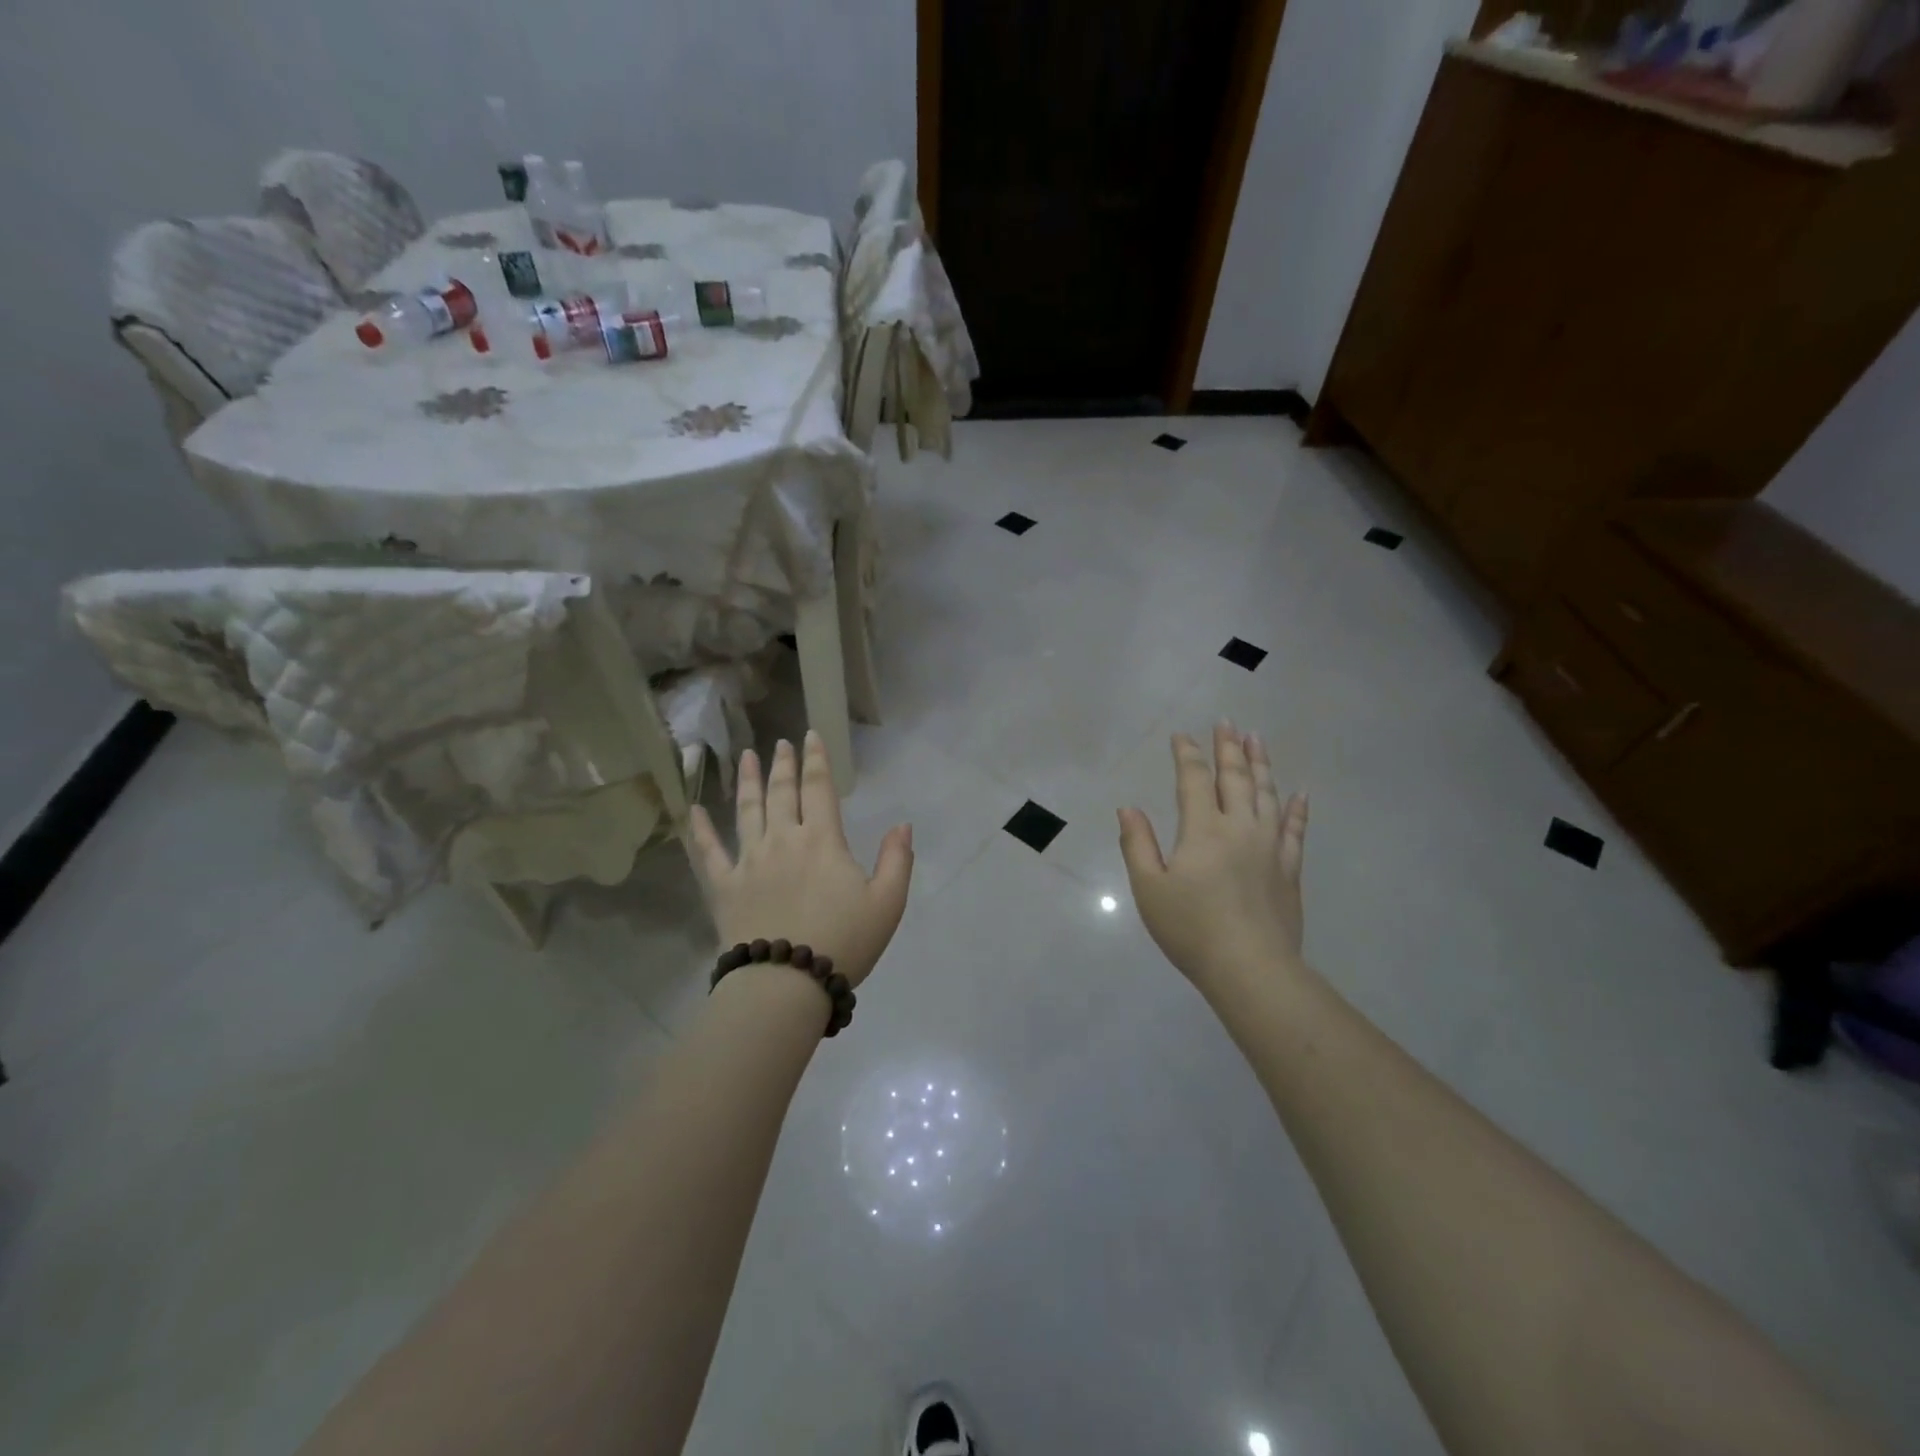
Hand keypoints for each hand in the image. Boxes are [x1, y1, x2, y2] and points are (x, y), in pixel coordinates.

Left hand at [688, 731, 913, 987]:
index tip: (811, 736)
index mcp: (822, 840)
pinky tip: (693, 810)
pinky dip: (700, 830)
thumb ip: (897, 860)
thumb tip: (902, 824)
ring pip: (747, 811)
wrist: (786, 983)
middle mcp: (783, 840)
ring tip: (745, 757)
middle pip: (782, 793)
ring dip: (746, 781)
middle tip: (780, 742)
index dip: (817, 760)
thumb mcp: (887, 903)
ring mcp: (749, 861)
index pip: (819, 789)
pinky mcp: (724, 887)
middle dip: (783, 765)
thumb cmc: (843, 942)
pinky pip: (708, 852)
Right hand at [1118, 723, 1308, 992]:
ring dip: (1262, 764)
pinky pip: (1296, 829)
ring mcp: (1270, 847)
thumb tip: (1128, 808)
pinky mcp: (1289, 869)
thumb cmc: (1191, 929)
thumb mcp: (1149, 888)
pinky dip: (1298, 809)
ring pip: (1268, 794)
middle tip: (1227, 722)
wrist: (1250, 969)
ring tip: (1258, 739)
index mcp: (1203, 830)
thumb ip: (1137, 844)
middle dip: (1229, 748)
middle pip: (1236, 778)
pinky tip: (1300, 793)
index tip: (1182, 736)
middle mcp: (1240, 828)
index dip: (1187, 754)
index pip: (1194, 780)